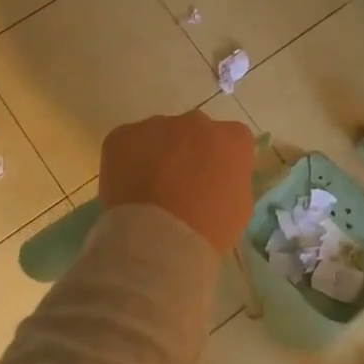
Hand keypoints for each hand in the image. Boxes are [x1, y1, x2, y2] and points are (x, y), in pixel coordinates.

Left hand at [98, 111, 256, 254]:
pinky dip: (127, 160)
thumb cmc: (208, 230)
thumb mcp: (240, 206)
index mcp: (233, 138)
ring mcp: (158, 125)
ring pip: (160, 135)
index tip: (213, 182)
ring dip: (159, 154)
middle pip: (195, 131)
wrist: (157, 241)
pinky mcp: (123, 135)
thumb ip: (233, 179)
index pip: (232, 140)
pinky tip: (129, 188)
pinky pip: (128, 143)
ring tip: (150, 189)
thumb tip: (219, 176)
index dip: (221, 161)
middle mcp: (198, 122)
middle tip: (180, 185)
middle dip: (190, 151)